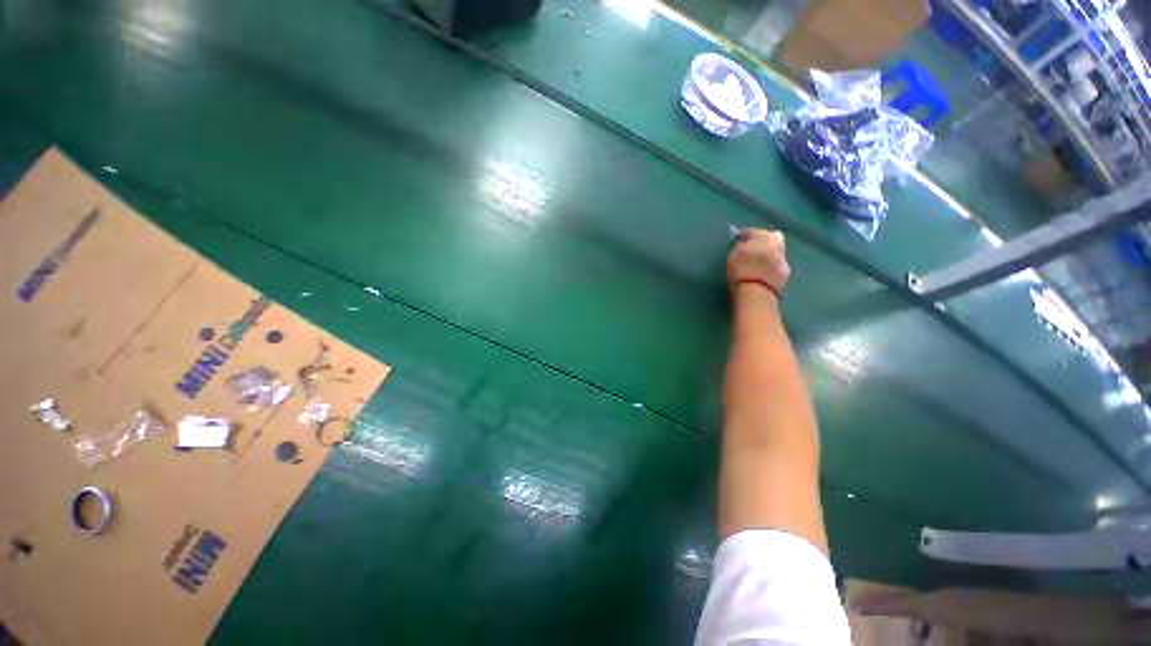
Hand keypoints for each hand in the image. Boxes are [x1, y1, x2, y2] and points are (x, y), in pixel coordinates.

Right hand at [728, 228, 789, 297]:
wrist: (756, 294)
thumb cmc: (740, 273)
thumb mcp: (733, 257)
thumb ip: (740, 247)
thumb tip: (744, 244)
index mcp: (761, 237)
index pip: (752, 231)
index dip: (744, 235)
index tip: (738, 239)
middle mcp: (776, 244)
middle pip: (772, 236)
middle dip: (764, 239)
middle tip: (753, 247)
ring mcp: (783, 258)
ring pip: (777, 250)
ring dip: (770, 252)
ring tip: (759, 261)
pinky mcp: (786, 272)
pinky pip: (778, 263)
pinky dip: (772, 264)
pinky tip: (764, 271)